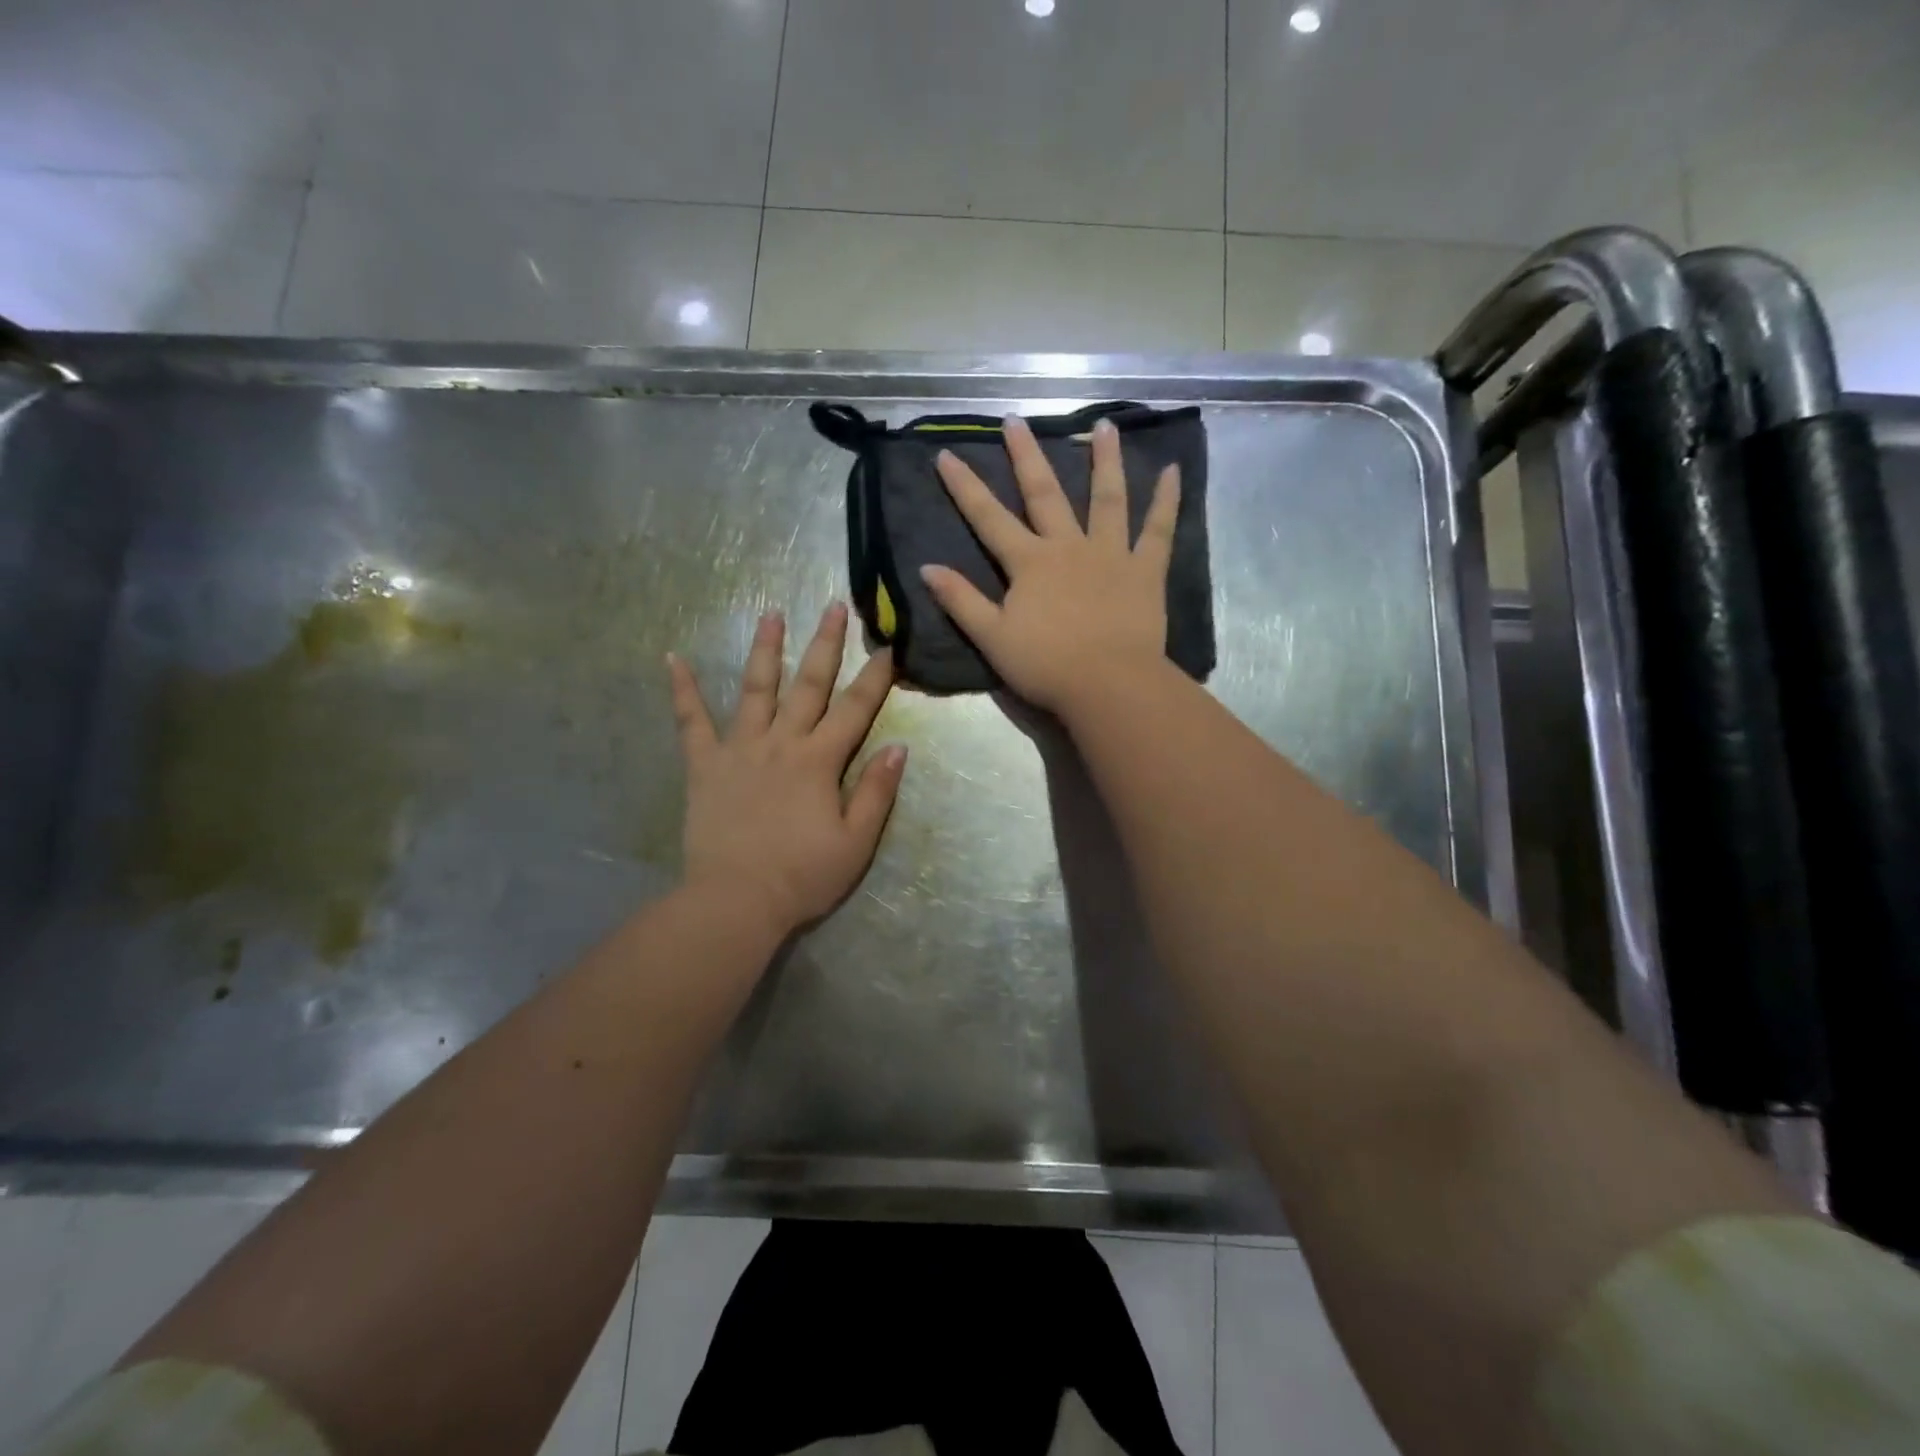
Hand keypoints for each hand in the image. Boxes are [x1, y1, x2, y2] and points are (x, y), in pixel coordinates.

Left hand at [668, 604, 904, 934]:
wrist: (736, 901)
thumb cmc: (803, 876)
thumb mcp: (856, 842)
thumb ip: (877, 792)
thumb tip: (898, 747)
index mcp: (820, 761)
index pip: (856, 709)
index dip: (875, 678)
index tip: (887, 647)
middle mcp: (782, 742)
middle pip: (808, 684)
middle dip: (825, 644)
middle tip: (833, 607)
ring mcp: (739, 749)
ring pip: (755, 689)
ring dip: (765, 649)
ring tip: (771, 614)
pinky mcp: (704, 765)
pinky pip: (690, 722)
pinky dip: (682, 689)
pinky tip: (672, 659)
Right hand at [921, 415, 1179, 714]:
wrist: (1108, 686)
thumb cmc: (1046, 666)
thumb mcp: (992, 638)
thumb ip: (961, 601)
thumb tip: (926, 567)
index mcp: (1029, 563)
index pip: (989, 518)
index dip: (965, 487)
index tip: (946, 453)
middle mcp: (1068, 546)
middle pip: (1045, 494)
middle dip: (1026, 456)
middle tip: (1017, 420)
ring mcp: (1111, 554)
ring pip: (1107, 498)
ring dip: (1104, 460)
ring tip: (1104, 425)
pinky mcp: (1145, 571)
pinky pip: (1158, 530)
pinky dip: (1167, 500)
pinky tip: (1173, 471)